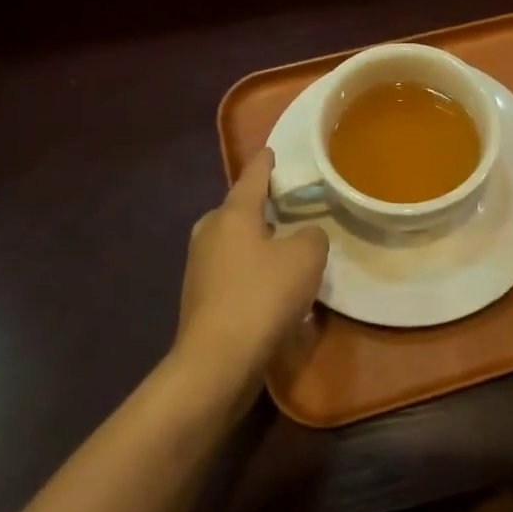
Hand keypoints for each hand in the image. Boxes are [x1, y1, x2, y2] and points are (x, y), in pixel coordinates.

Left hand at [171, 148, 328, 411]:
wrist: (218, 360)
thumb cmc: (263, 296)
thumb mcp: (306, 258)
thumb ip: (313, 236)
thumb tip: (305, 236)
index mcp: (232, 214)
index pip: (253, 177)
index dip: (266, 164)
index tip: (272, 151)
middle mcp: (210, 233)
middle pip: (238, 210)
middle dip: (259, 207)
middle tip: (287, 208)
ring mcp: (200, 267)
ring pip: (234, 243)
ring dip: (258, 243)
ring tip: (285, 250)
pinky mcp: (200, 298)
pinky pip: (233, 272)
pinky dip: (252, 272)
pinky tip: (272, 289)